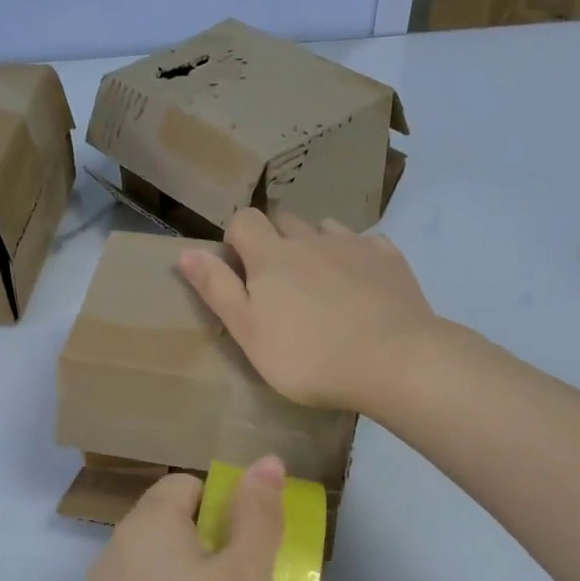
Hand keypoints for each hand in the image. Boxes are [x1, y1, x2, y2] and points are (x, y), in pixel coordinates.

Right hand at [178, 209, 440, 411]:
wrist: (392, 360)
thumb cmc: (308, 357)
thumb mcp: (249, 332)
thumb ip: (217, 290)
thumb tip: (186, 252)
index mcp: (271, 256)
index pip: (244, 220)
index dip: (237, 238)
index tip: (240, 270)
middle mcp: (310, 239)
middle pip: (285, 220)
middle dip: (275, 240)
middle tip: (279, 283)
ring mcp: (354, 245)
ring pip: (325, 229)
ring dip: (315, 245)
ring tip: (320, 284)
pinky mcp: (389, 259)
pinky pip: (365, 243)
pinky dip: (355, 256)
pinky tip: (360, 285)